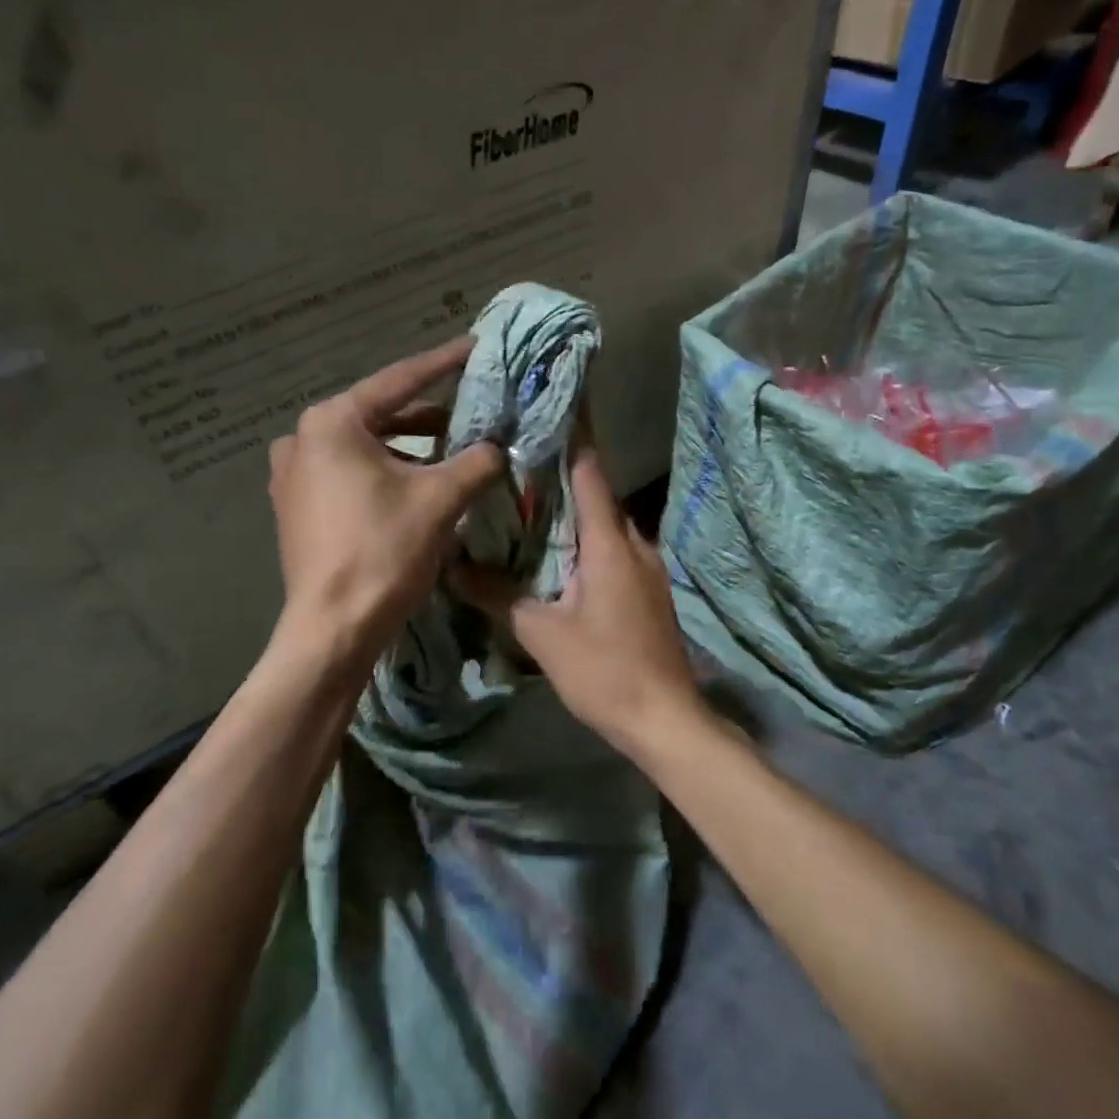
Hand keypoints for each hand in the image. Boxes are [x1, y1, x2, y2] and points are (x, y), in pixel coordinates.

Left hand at [267, 338, 504, 674]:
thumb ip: (476, 461)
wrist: (333, 628)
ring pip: (363, 448)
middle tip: (469, 410)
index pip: (400, 381)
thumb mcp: (440, 500)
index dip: (444, 364)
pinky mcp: (296, 507)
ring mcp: (293, 475)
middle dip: (427, 416)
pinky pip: (347, 475)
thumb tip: (499, 446)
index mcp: (332, 422)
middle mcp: (303, 439)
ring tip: (450, 452)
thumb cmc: (383, 551)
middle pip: (378, 415)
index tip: (475, 346)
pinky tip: (415, 486)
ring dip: (408, 449)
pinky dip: (384, 473)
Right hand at [452, 444, 701, 754]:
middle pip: (596, 494)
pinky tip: (556, 554)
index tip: (555, 399)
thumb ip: (498, 594)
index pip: (590, 471)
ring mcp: (647, 568)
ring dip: (572, 510)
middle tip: (519, 454)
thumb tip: (452, 565)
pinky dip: (585, 540)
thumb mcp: (542, 633)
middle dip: (562, 472)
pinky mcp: (648, 591)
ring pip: (605, 525)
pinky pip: (613, 550)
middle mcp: (634, 543)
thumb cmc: (605, 671)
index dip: (574, 433)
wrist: (666, 720)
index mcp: (610, 542)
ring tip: (527, 501)